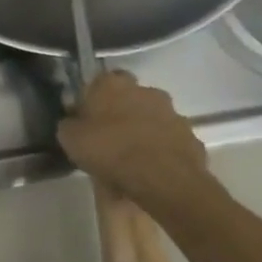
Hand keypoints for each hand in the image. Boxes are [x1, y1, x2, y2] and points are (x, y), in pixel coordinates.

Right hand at [56, 72, 207, 201]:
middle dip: (121, 112)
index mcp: (113, 84)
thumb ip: (70, 123)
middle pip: (130, 98)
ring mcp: (174, 114)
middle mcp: (146, 91)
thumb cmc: (108, 150)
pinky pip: (169, 141)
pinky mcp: (192, 138)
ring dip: (143, 131)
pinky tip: (149, 169)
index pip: (100, 81)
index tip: (87, 116)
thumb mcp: (69, 138)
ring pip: (152, 118)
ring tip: (130, 158)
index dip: (93, 98)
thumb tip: (74, 120)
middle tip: (108, 136)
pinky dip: (161, 150)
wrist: (162, 180)